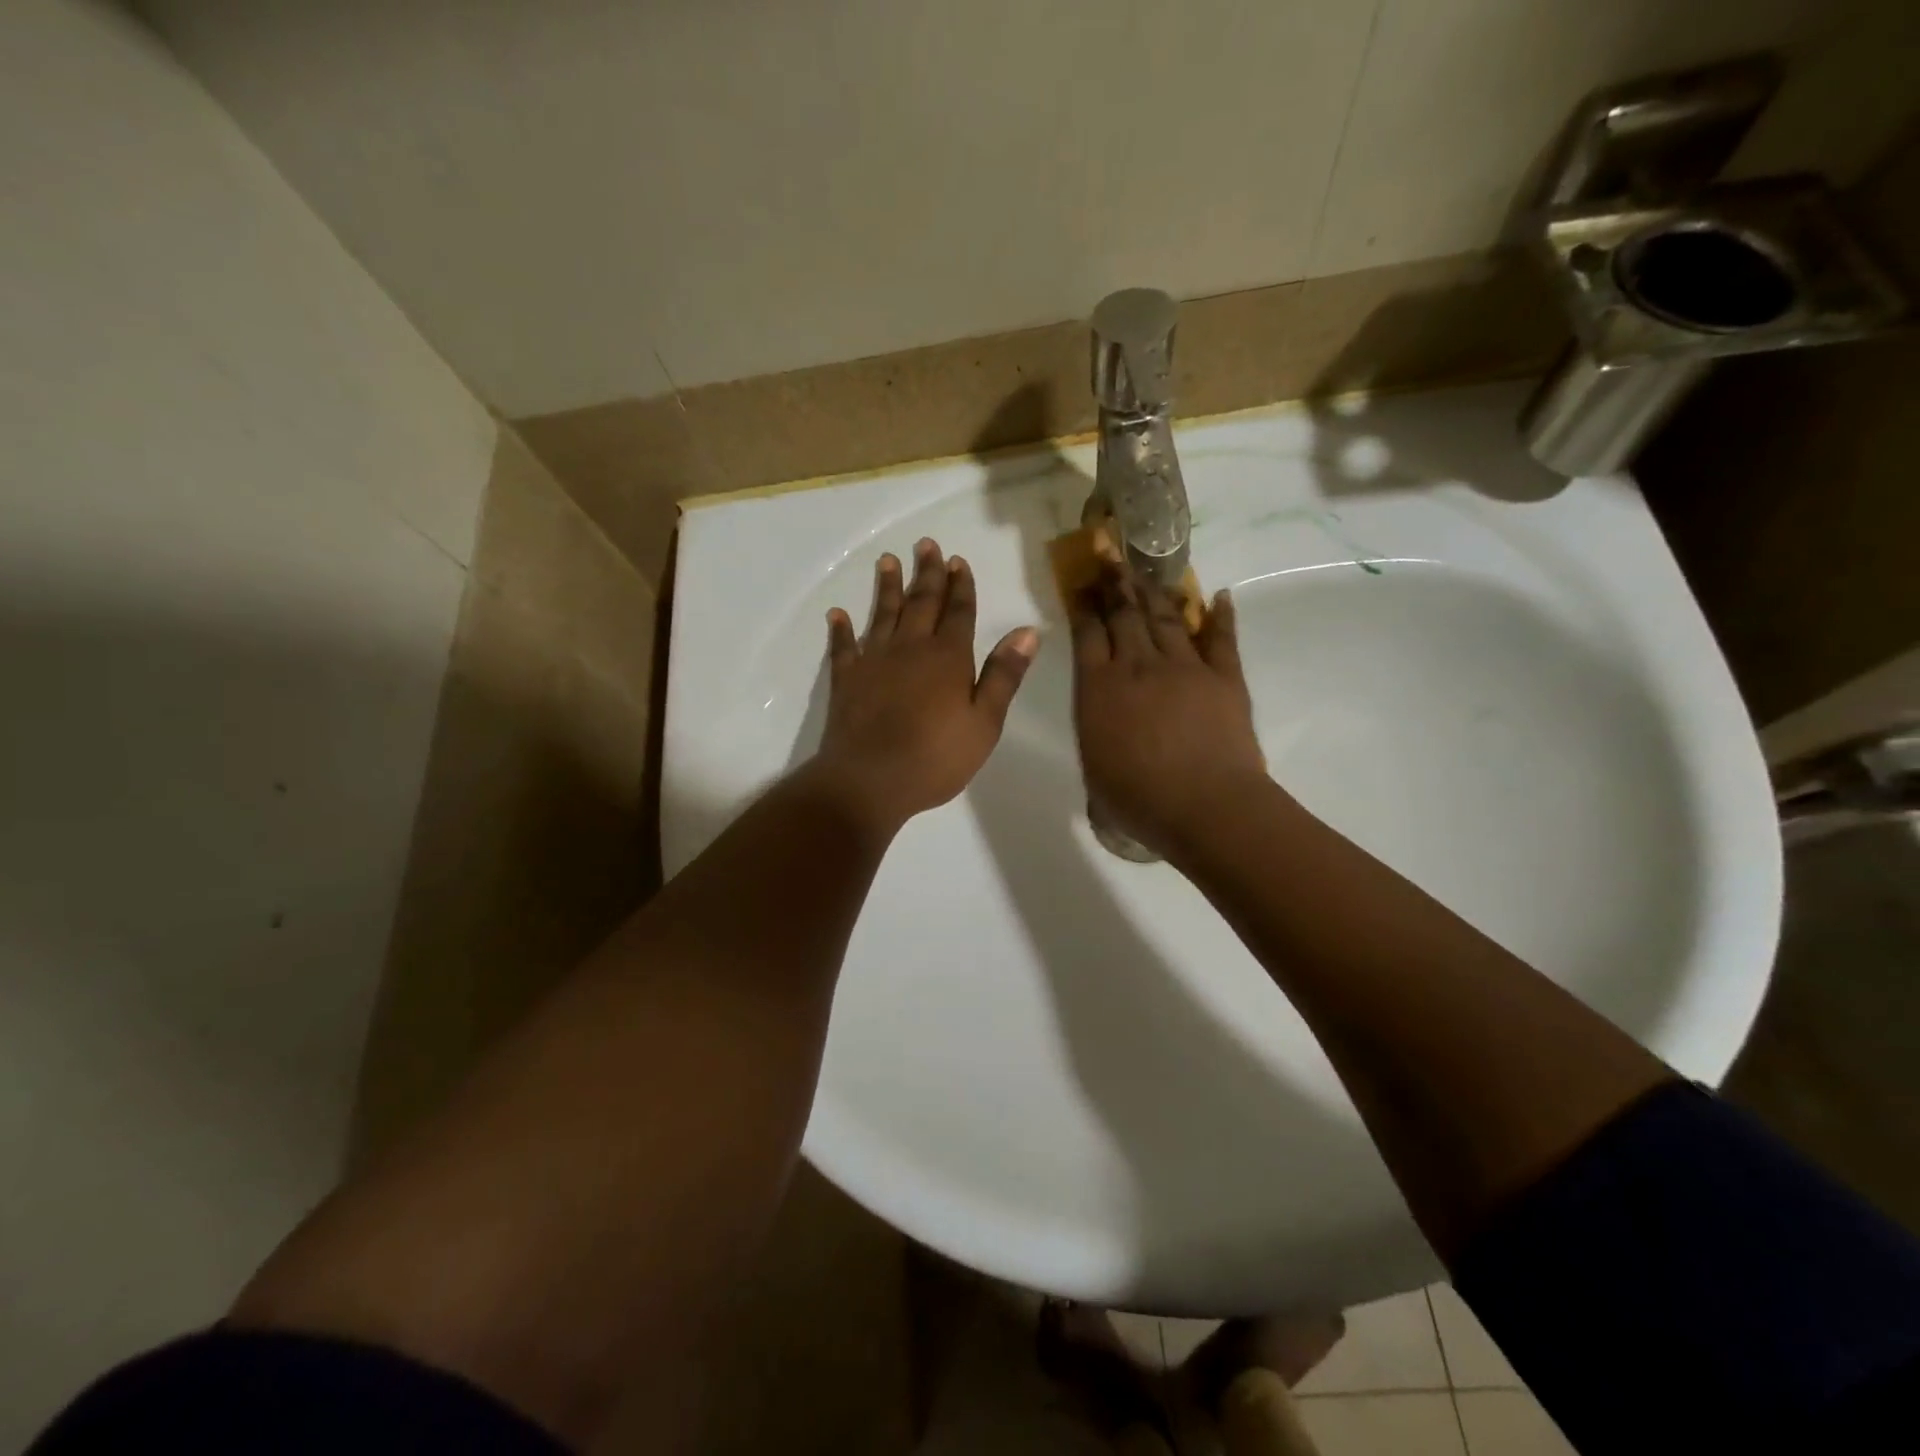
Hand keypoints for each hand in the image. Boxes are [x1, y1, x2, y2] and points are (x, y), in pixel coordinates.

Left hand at [804, 538, 1037, 836]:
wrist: (869, 780)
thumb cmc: (936, 757)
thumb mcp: (985, 722)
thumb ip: (1004, 675)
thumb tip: (1027, 631)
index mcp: (948, 657)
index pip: (958, 612)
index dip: (960, 586)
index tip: (957, 560)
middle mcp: (910, 648)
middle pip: (921, 603)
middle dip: (927, 573)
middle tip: (926, 545)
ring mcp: (874, 661)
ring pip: (883, 615)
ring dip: (887, 588)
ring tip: (887, 561)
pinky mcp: (847, 680)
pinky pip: (843, 648)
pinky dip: (841, 630)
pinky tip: (837, 614)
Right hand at [1069, 566, 1268, 857]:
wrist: (1205, 807)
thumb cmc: (1138, 799)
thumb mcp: (1094, 771)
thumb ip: (1095, 736)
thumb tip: (1100, 725)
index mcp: (1099, 689)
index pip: (1088, 634)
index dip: (1085, 605)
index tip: (1082, 582)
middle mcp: (1138, 667)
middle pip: (1124, 614)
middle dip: (1114, 582)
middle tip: (1108, 553)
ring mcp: (1184, 668)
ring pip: (1165, 618)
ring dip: (1154, 591)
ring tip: (1145, 569)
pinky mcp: (1224, 677)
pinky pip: (1220, 638)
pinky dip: (1219, 616)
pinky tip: (1218, 596)